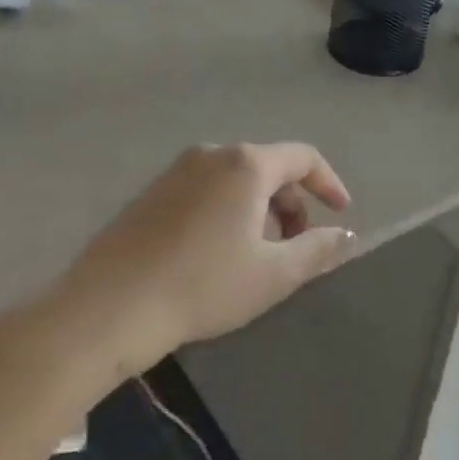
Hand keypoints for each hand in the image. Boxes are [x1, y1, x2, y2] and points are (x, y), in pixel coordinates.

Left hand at [59, 143, 356, 366]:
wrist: (111, 305)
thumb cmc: (203, 285)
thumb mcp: (273, 275)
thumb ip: (317, 250)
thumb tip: (347, 235)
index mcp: (246, 164)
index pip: (303, 157)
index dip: (329, 183)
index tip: (342, 213)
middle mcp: (212, 154)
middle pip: (268, 167)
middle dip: (291, 204)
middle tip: (295, 247)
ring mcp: (176, 170)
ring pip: (235, 180)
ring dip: (259, 210)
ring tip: (257, 255)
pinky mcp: (152, 192)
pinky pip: (206, 190)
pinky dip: (228, 211)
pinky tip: (217, 253)